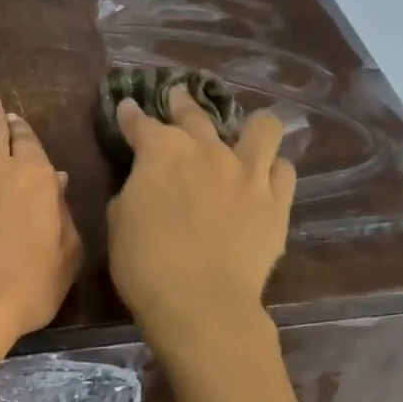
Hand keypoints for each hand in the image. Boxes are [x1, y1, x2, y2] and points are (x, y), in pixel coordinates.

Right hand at [106, 87, 294, 352]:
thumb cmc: (145, 264)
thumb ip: (132, 192)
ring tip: (243, 134)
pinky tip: (264, 178)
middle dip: (181, 102)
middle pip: (195, 113)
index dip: (130, 115)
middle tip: (177, 98)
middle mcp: (207, 149)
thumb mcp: (118, 222)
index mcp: (162, 151)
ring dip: (249, 127)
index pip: (140, 122)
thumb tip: (144, 185)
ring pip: (262, 128)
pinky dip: (272, 170)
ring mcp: (248, 172)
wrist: (201, 303)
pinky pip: (284, 170)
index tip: (127, 108)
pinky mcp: (277, 201)